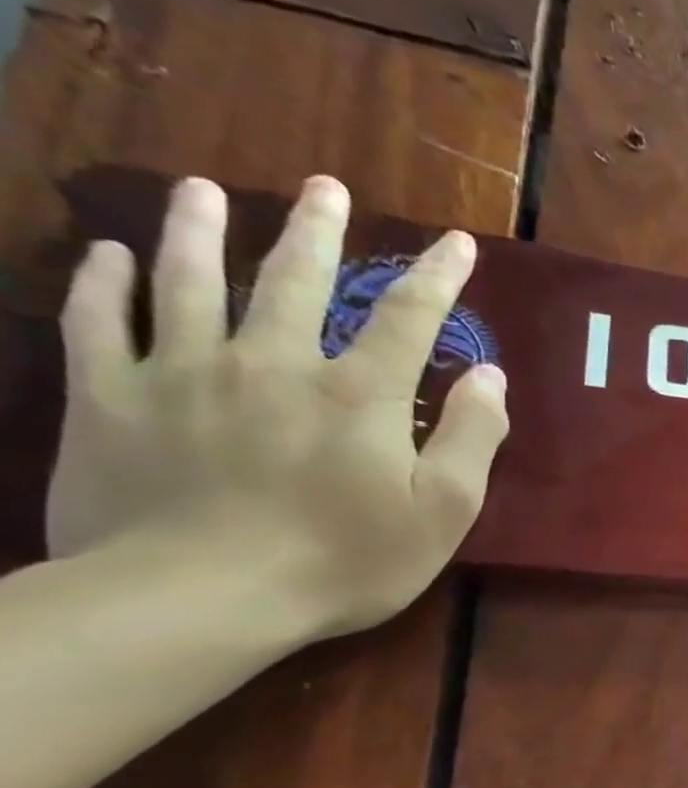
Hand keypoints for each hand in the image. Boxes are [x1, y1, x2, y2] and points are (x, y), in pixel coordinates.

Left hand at [47, 175, 509, 638]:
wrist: (194, 600)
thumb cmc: (342, 561)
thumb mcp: (442, 511)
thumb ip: (473, 437)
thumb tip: (489, 375)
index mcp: (358, 394)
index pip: (407, 316)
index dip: (437, 276)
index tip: (456, 242)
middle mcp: (272, 363)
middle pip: (295, 279)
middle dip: (316, 230)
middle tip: (325, 186)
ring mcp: (183, 374)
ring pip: (189, 282)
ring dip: (198, 230)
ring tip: (202, 191)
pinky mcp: (109, 399)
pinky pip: (97, 324)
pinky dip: (104, 284)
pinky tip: (110, 255)